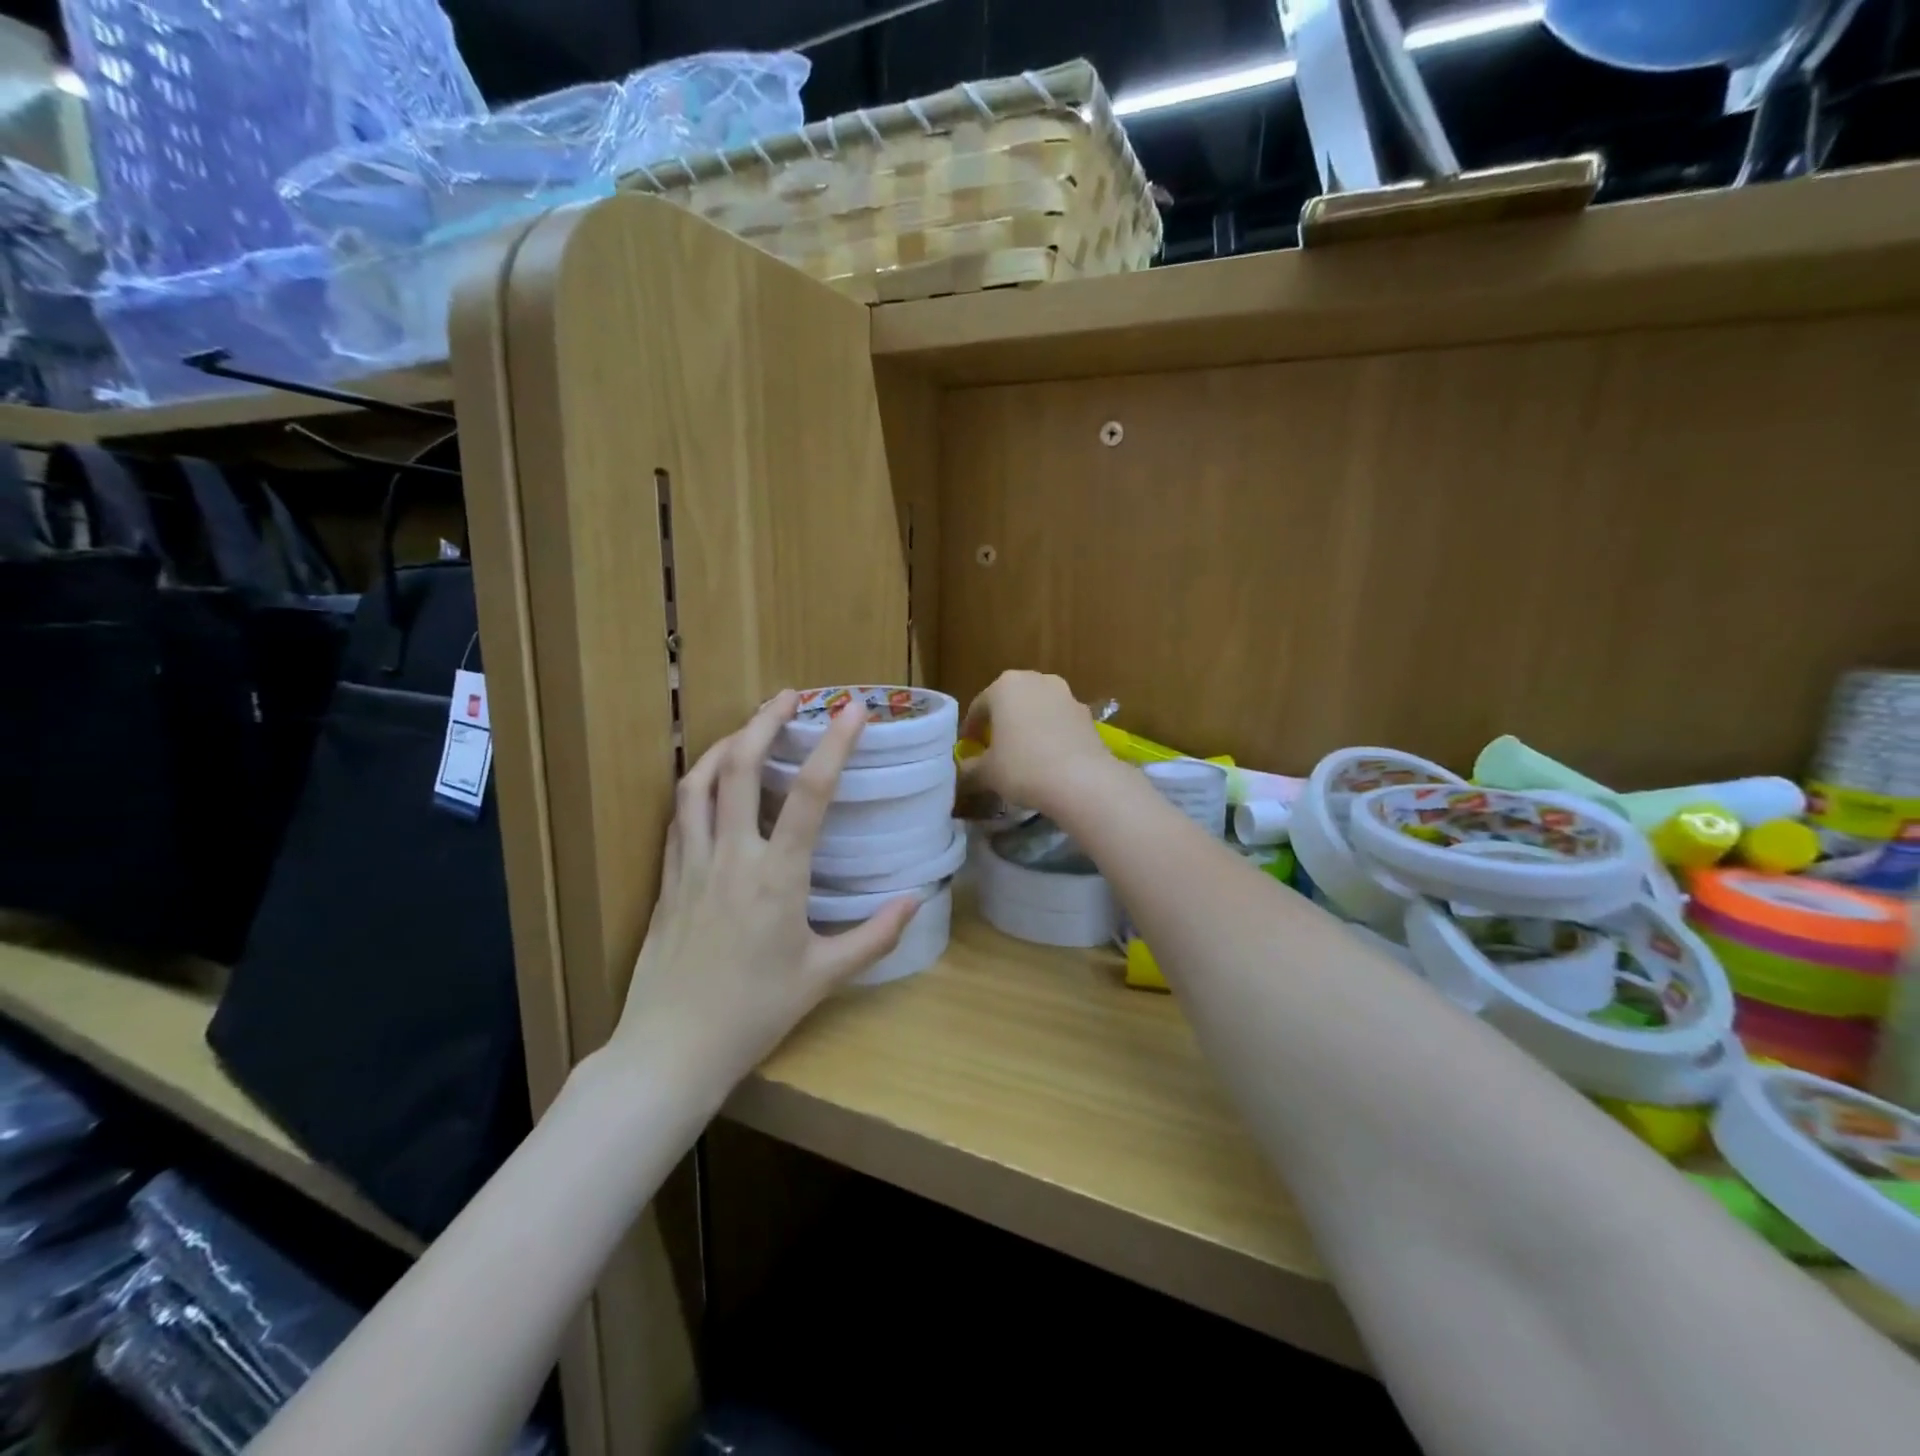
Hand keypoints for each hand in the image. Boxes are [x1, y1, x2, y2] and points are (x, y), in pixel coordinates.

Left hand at [609, 692, 917, 1103]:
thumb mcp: (824, 977)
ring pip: (700, 782)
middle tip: (792, 696)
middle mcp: (733, 857)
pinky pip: (679, 814)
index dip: (834, 744)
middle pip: (742, 766)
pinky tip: (710, 779)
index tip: (853, 710)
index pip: (809, 793)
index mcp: (778, 878)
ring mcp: (693, 864)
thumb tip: (915, 899)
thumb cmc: (754, 1014)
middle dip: (767, 721)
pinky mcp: (668, 878)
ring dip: (726, 742)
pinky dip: (697, 782)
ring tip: (749, 725)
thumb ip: (875, 935)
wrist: (671, 1050)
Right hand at [959, 671, 1113, 819]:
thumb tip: (964, 770)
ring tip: (1024, 754)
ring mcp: (1066, 695)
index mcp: (1005, 686)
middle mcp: (1037, 680)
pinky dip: (1051, 735)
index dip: (971, 729)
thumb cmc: (1022, 767)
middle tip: (995, 748)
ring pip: (1038, 709)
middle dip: (1002, 722)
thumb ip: (970, 768)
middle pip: (1011, 702)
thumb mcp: (986, 773)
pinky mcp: (1088, 714)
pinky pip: (1060, 722)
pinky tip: (1049, 759)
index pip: (979, 707)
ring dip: (1028, 726)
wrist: (1082, 780)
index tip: (968, 748)